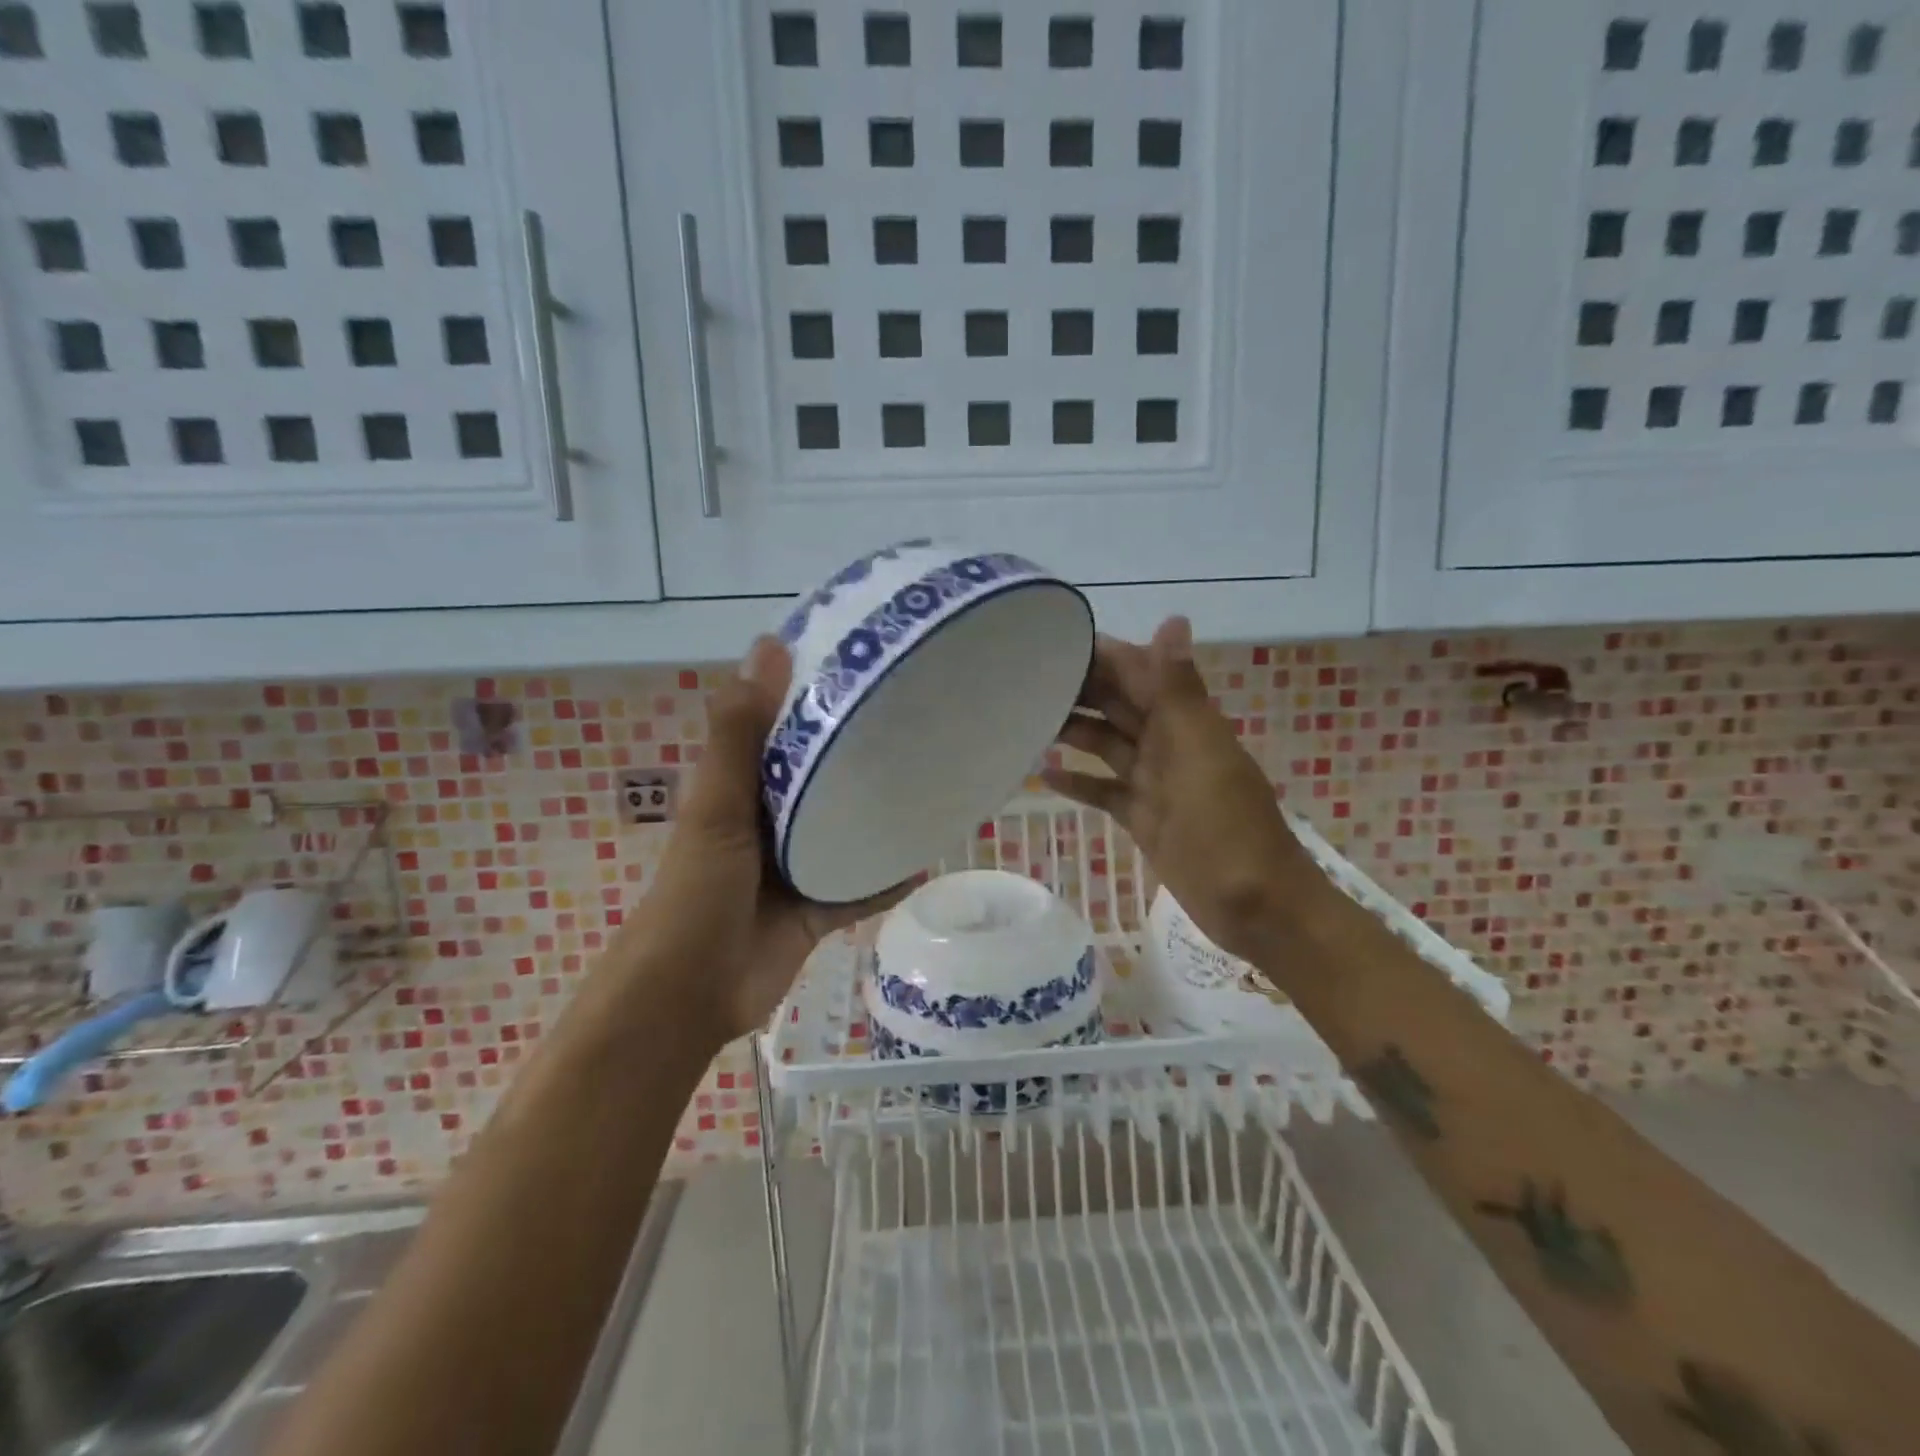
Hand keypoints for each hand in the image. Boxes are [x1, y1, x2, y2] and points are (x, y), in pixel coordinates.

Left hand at [627, 637, 907, 1045]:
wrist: (692, 993)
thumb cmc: (697, 891)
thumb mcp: (717, 804)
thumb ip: (739, 732)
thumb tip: (769, 643)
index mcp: (742, 787)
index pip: (783, 726)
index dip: (816, 695)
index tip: (866, 664)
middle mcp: (770, 820)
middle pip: (821, 776)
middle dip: (859, 753)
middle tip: (918, 719)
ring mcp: (796, 866)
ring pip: (846, 830)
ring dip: (878, 813)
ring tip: (932, 780)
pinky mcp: (817, 909)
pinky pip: (861, 885)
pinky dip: (889, 875)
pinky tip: (929, 855)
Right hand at [1044, 618, 1307, 962]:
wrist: (1255, 906)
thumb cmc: (1226, 826)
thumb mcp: (1199, 752)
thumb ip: (1178, 690)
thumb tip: (1173, 618)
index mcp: (1184, 720)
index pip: (1137, 671)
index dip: (1101, 654)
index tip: (1050, 640)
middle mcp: (1167, 742)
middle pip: (1117, 704)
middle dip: (1078, 688)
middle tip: (1021, 679)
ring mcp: (1154, 782)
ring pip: (1106, 744)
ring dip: (1072, 731)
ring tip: (1023, 719)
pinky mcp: (1143, 818)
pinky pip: (1105, 790)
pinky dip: (1079, 782)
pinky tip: (1043, 775)